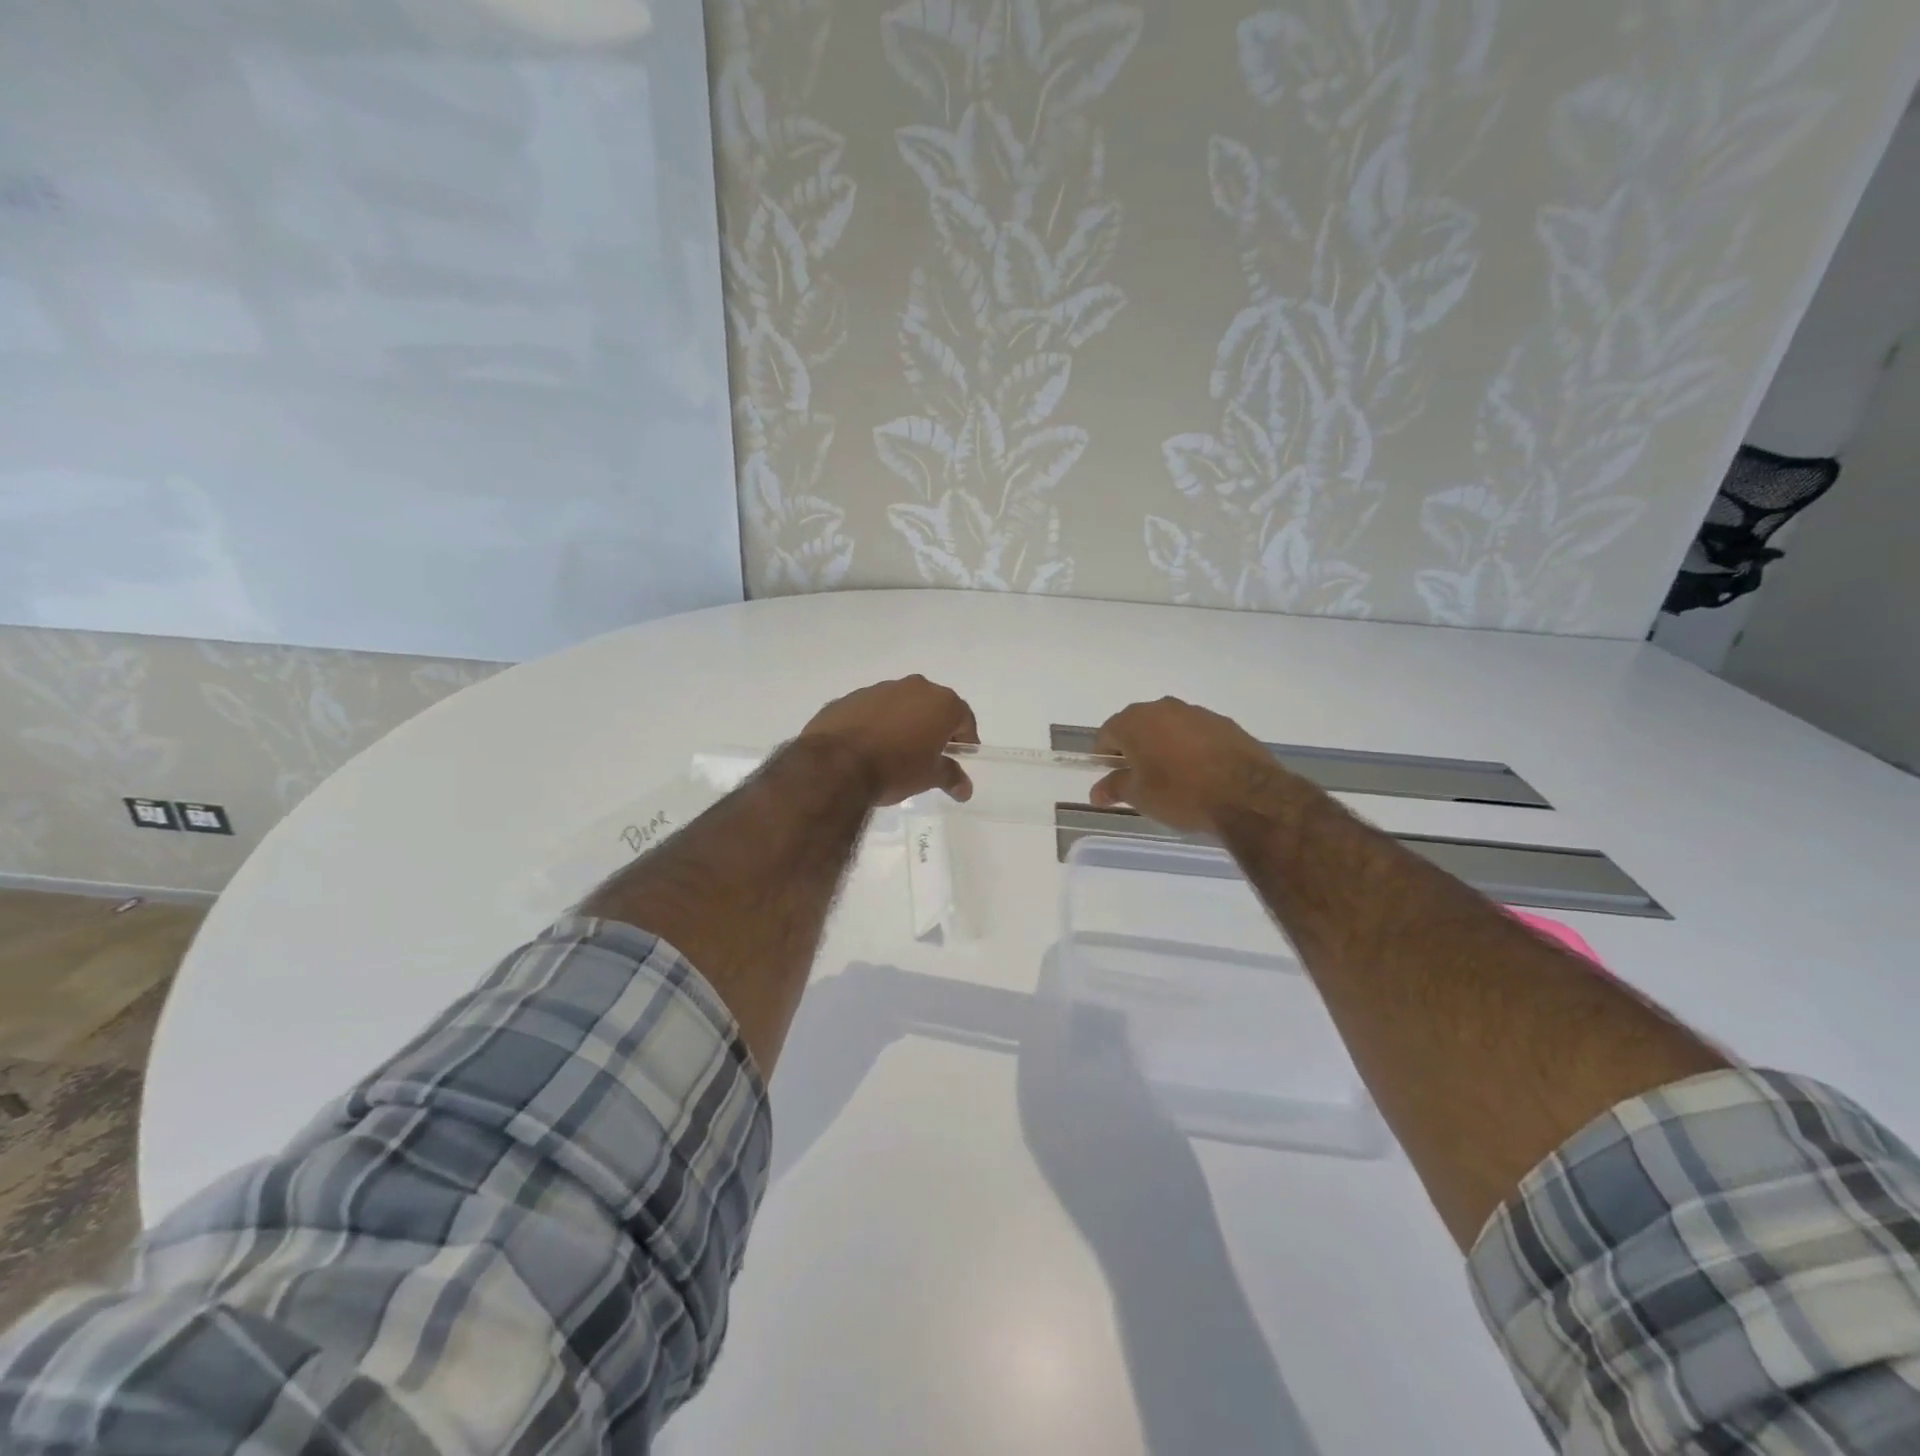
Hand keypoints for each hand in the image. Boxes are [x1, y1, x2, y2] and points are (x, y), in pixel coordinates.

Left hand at [798, 675, 978, 806]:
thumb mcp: (928, 777)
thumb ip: (950, 776)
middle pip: (932, 707)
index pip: (964, 719)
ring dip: (903, 723)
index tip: (958, 758)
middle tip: (929, 755)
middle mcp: (913, 687)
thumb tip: (965, 788)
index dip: (965, 740)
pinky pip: (873, 710)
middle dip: (933, 728)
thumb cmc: (895, 769)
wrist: (835, 765)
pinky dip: (876, 723)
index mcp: (940, 702)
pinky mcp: (850, 698)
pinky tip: (868, 747)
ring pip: (901, 705)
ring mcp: (879, 689)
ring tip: (894, 752)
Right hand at [1090, 697, 1284, 831]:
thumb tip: (1097, 791)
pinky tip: (1199, 773)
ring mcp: (1196, 712)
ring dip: (1163, 746)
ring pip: (1168, 727)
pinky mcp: (1224, 723)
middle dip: (1134, 748)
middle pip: (1137, 726)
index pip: (1107, 734)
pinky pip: (1195, 733)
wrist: (1247, 796)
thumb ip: (1114, 788)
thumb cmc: (1181, 794)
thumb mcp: (1139, 797)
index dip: (1104, 756)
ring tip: (1172, 777)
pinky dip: (1190, 748)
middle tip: (1139, 778)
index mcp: (1134, 721)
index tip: (1111, 777)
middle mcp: (1162, 707)